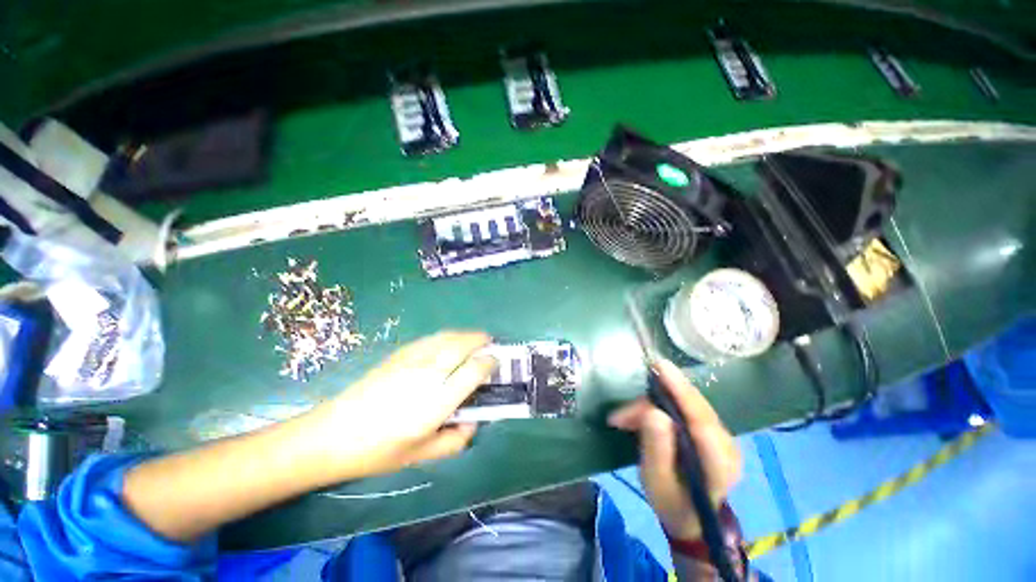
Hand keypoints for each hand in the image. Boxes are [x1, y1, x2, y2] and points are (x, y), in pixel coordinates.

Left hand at [308, 331, 495, 482]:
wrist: (332, 434)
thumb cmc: (378, 451)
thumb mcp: (421, 456)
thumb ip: (455, 441)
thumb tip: (473, 422)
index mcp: (436, 402)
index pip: (474, 371)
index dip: (489, 363)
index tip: (495, 362)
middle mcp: (428, 374)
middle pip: (463, 345)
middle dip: (481, 340)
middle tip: (490, 344)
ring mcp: (412, 360)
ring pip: (448, 336)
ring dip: (466, 335)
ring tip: (473, 340)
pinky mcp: (399, 354)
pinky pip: (432, 338)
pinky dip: (448, 335)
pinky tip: (448, 343)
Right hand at [607, 358, 741, 540]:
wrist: (689, 515)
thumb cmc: (670, 501)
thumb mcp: (656, 481)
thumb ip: (656, 448)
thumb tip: (652, 412)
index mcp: (719, 464)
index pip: (702, 421)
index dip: (681, 392)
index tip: (660, 369)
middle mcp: (727, 444)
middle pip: (692, 406)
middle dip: (655, 399)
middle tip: (623, 413)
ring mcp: (721, 434)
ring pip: (687, 402)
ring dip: (652, 403)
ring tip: (624, 419)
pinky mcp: (711, 427)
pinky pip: (685, 405)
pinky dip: (659, 404)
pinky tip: (640, 413)